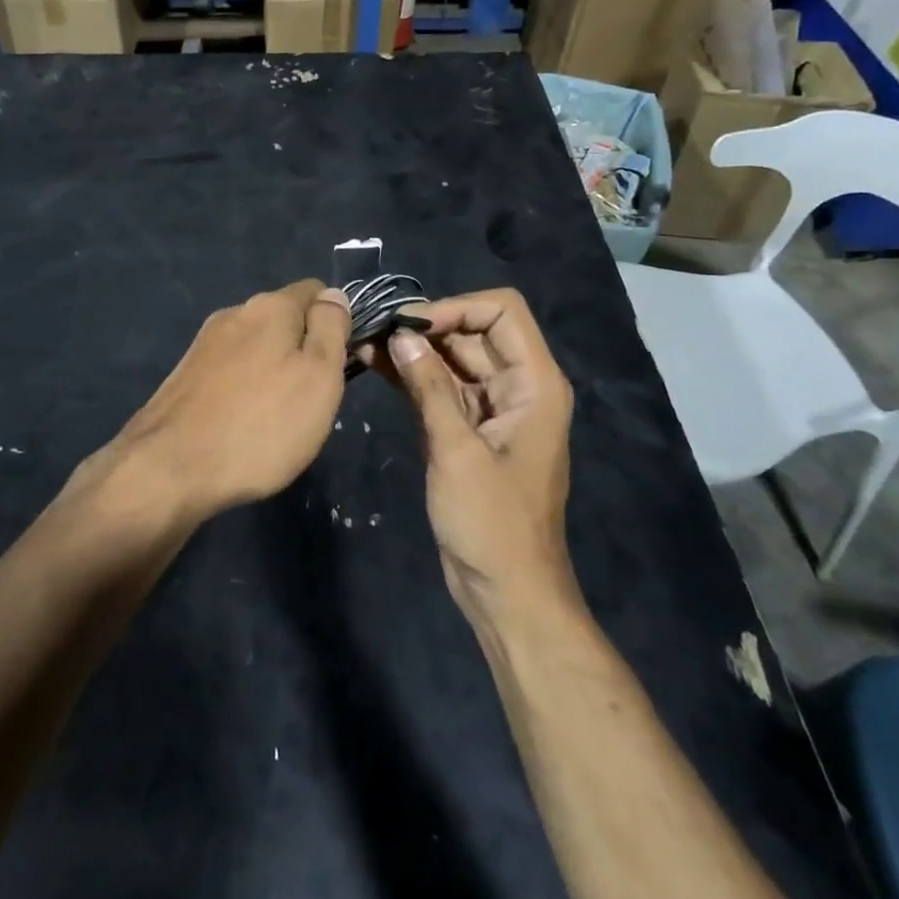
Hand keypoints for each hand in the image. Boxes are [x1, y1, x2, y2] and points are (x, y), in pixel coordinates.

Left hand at [98, 279, 350, 525]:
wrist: (170, 468)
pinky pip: (231, 371)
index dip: (336, 321)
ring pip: (256, 347)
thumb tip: (334, 296)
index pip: (316, 291)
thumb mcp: (319, 377)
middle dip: (303, 350)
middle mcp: (234, 313)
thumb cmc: (261, 425)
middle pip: (284, 320)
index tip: (342, 362)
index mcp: (270, 306)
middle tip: (313, 399)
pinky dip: (245, 389)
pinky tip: (244, 424)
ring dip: (273, 372)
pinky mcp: (185, 374)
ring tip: (278, 418)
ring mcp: (204, 344)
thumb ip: (331, 329)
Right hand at [376, 289, 577, 621]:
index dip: (457, 308)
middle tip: (375, 328)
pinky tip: (373, 363)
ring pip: (451, 359)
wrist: (505, 591)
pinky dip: (410, 375)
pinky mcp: (466, 428)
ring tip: (364, 340)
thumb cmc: (491, 522)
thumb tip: (402, 334)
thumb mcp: (457, 450)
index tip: (411, 325)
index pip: (502, 312)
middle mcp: (516, 386)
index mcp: (534, 384)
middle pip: (472, 332)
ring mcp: (490, 408)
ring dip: (412, 349)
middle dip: (426, 326)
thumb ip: (430, 387)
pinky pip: (439, 388)